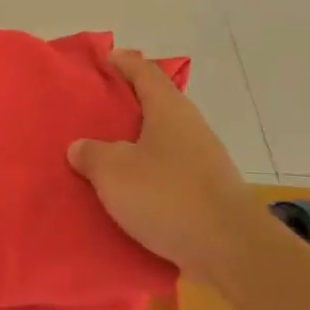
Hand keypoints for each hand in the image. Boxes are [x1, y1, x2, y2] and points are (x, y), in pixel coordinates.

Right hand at [68, 49, 273, 287]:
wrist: (229, 250)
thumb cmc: (167, 196)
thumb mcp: (113, 171)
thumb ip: (91, 154)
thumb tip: (80, 147)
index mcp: (169, 110)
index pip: (145, 72)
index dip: (123, 63)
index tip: (104, 59)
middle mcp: (190, 128)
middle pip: (155, 106)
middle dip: (126, 107)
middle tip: (93, 111)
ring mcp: (203, 161)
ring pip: (161, 142)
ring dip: (135, 145)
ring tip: (103, 154)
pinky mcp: (207, 193)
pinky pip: (168, 173)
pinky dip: (147, 176)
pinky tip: (127, 192)